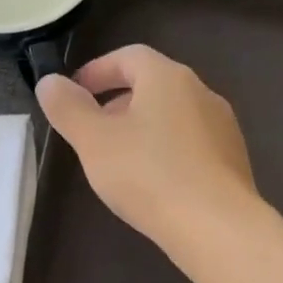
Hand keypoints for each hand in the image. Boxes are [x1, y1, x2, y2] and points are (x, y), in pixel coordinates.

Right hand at [36, 45, 258, 258]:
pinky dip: (166, 150)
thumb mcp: (93, 141)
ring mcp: (223, 127)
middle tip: (91, 129)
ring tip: (119, 159)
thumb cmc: (148, 175)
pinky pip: (190, 143)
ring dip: (142, 127)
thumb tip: (49, 82)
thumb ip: (68, 108)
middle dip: (117, 101)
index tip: (73, 92)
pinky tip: (153, 182)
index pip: (128, 56)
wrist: (216, 226)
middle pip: (153, 84)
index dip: (97, 70)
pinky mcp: (232, 160)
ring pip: (173, 115)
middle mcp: (201, 92)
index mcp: (167, 77)